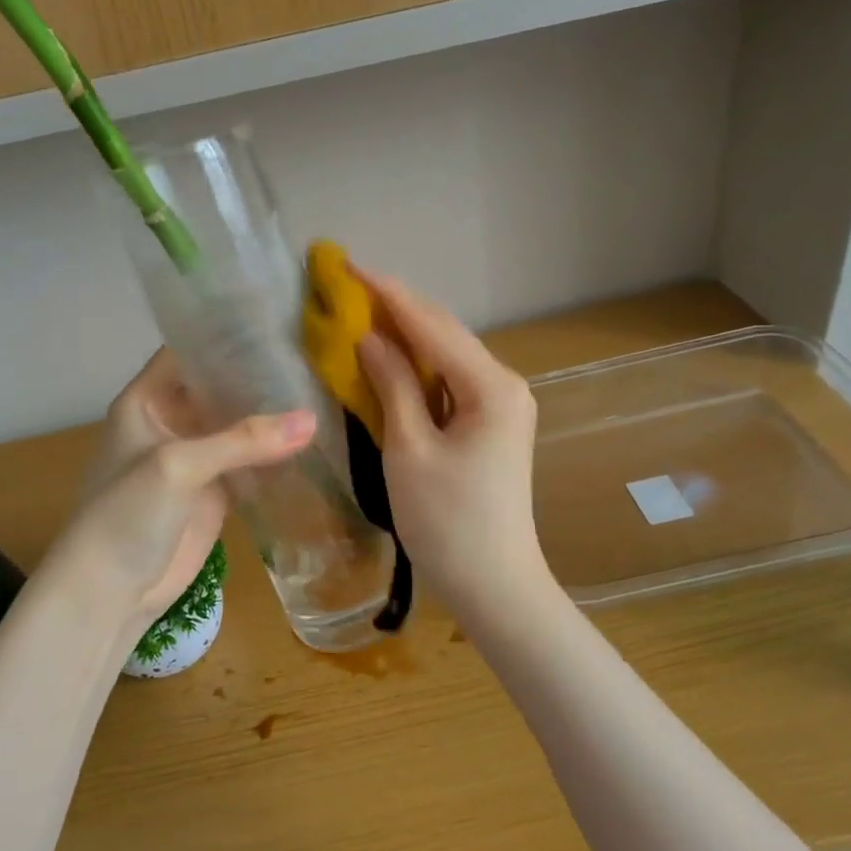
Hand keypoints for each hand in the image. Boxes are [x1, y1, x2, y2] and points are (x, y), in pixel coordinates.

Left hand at [59, 350, 314, 628]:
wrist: (110, 592)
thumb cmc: (126, 515)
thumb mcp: (178, 466)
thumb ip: (243, 441)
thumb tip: (313, 420)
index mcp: (147, 400)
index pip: (189, 351)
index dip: (227, 335)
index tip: (279, 321)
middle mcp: (172, 421)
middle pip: (220, 387)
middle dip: (260, 375)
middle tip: (316, 355)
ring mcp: (196, 458)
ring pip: (239, 426)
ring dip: (272, 415)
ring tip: (324, 389)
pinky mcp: (215, 492)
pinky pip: (250, 463)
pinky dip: (276, 454)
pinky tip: (315, 440)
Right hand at [354, 271, 550, 617]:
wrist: (493, 584)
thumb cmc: (447, 521)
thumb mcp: (409, 449)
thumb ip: (391, 385)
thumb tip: (368, 337)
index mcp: (490, 386)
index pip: (431, 325)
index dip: (387, 294)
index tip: (347, 265)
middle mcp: (503, 384)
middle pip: (444, 333)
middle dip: (396, 308)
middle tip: (347, 284)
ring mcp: (501, 405)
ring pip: (446, 355)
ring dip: (406, 334)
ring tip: (360, 310)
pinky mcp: (490, 424)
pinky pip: (449, 382)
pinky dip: (417, 367)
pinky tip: (389, 356)